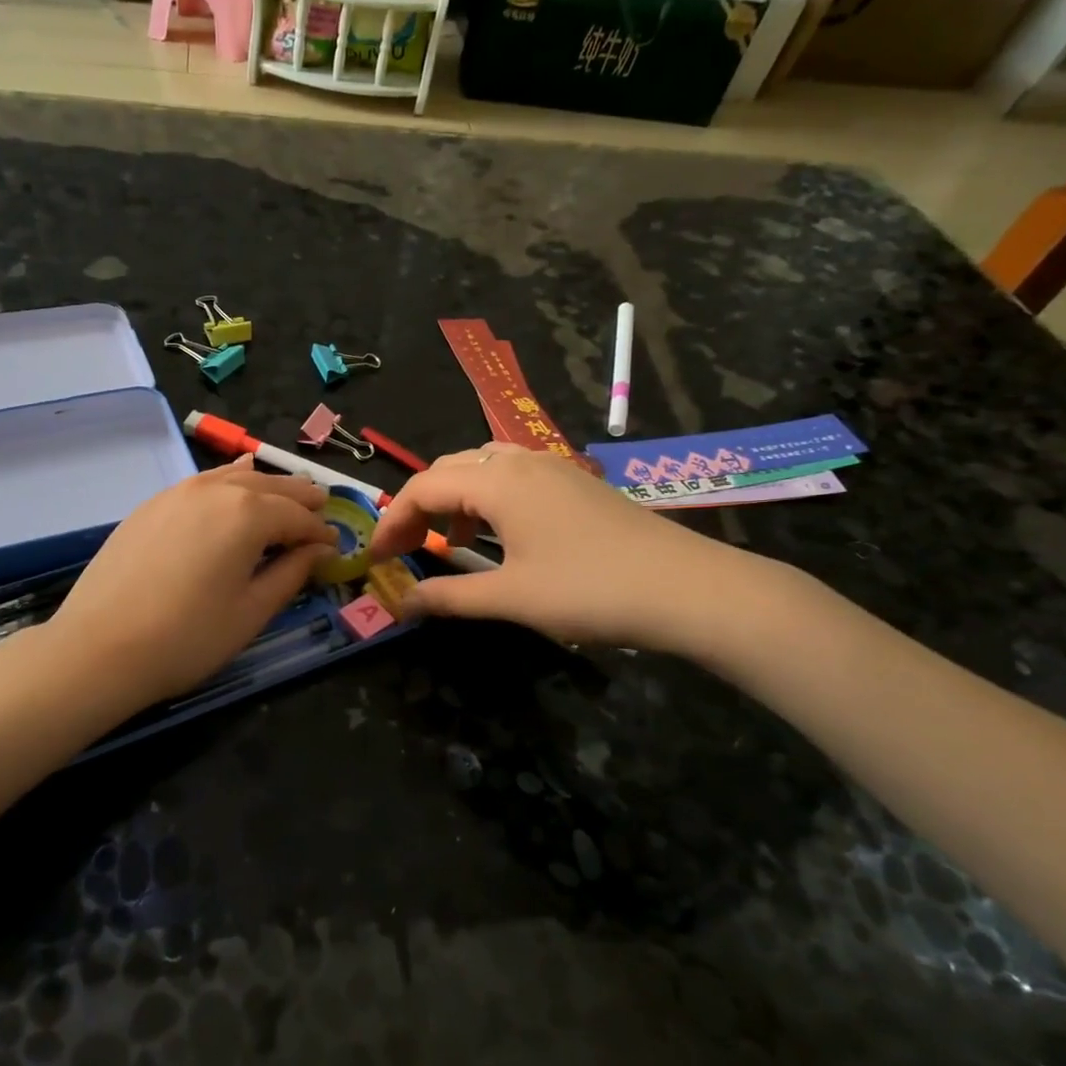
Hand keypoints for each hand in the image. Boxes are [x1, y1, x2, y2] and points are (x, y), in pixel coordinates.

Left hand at [40, 458, 334, 711]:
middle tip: (319, 512)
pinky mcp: (151, 505)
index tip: (335, 547)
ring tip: (282, 499)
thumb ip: (291, 573)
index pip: (298, 517)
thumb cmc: (188, 637)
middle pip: (270, 486)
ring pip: (234, 477)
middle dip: (299, 499)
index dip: (320, 533)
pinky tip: (231, 489)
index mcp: (248, 514)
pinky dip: (226, 484)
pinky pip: (202, 483)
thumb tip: (318, 550)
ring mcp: (177, 493)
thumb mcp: (252, 611)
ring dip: (265, 486)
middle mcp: (215, 491)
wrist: (100, 648)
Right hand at [369, 444, 764, 652]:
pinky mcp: (576, 483)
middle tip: (403, 549)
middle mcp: (521, 461)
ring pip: (483, 467)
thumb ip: (449, 597)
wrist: (689, 589)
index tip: (375, 559)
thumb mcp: (511, 598)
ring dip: (454, 498)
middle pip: (448, 469)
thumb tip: (400, 604)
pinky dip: (487, 498)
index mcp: (498, 482)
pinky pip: (513, 475)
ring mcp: (553, 467)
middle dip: (417, 506)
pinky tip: (498, 534)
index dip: (391, 521)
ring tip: (446, 540)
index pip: (422, 488)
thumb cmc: (590, 590)